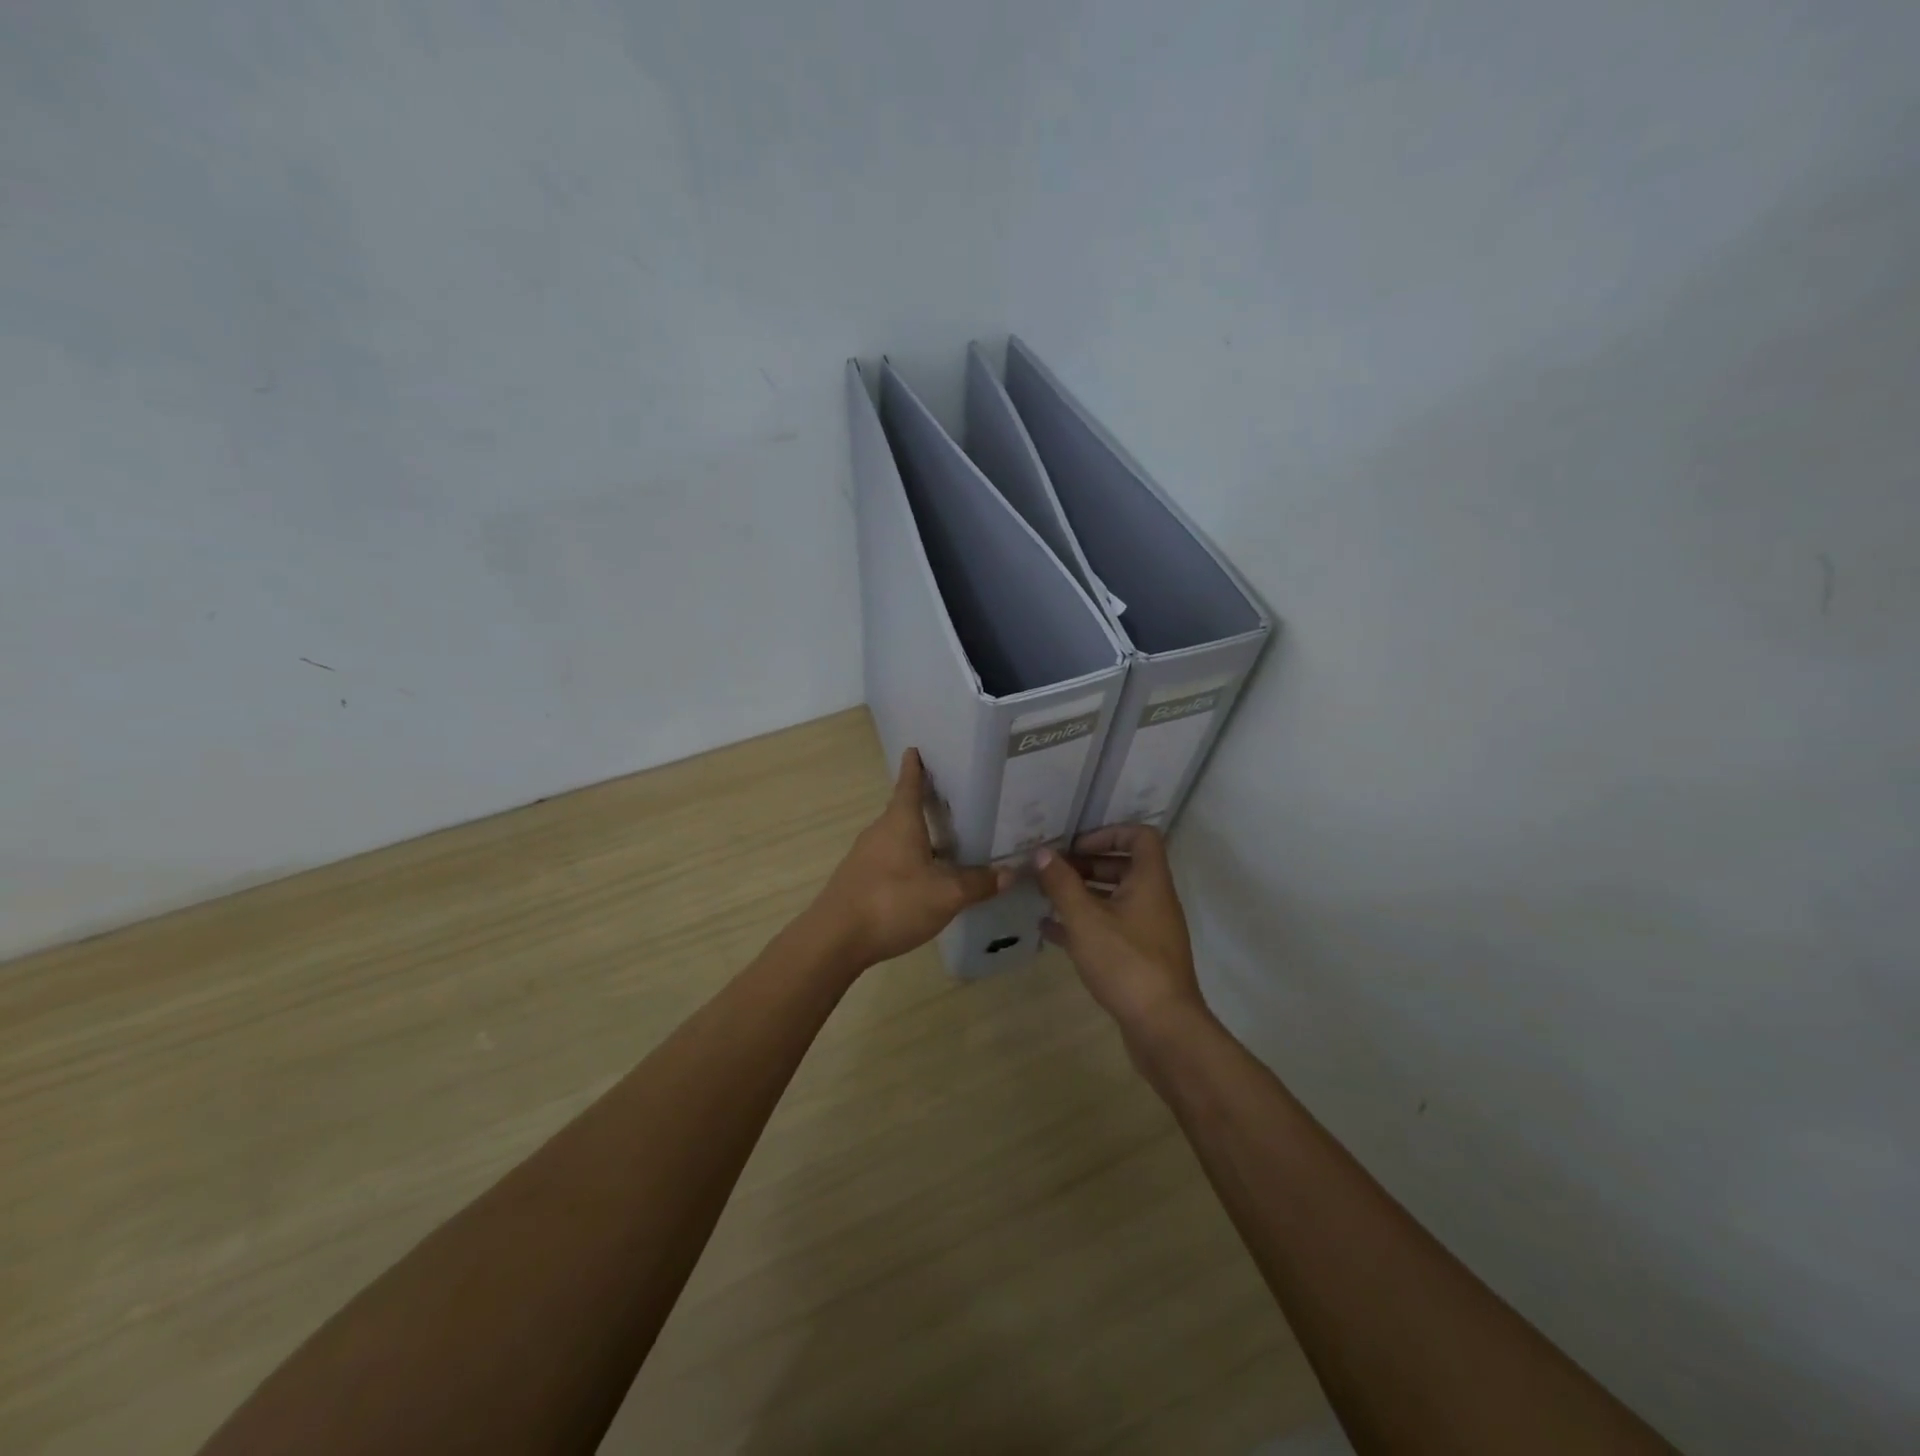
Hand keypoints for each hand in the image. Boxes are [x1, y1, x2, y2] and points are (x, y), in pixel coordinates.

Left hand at [808, 748, 1010, 970]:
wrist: (835, 939)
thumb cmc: (892, 902)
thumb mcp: (945, 894)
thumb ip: (978, 883)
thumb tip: (1010, 873)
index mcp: (900, 822)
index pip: (909, 785)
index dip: (915, 767)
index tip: (915, 749)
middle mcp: (880, 832)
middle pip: (903, 811)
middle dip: (925, 805)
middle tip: (953, 802)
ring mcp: (865, 856)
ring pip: (897, 837)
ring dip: (917, 836)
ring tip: (946, 843)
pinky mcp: (858, 880)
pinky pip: (889, 860)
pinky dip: (908, 860)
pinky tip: (923, 878)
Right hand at [1033, 825, 1207, 1036]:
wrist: (1163, 1027)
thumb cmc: (1126, 962)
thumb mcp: (1085, 919)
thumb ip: (1062, 883)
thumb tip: (1042, 853)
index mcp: (1150, 882)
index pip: (1140, 836)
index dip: (1108, 833)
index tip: (1076, 846)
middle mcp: (1154, 900)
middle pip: (1124, 867)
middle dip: (1086, 865)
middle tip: (1053, 872)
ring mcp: (1149, 931)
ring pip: (1114, 899)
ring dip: (1082, 894)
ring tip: (1045, 897)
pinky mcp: (1141, 958)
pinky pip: (1111, 928)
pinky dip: (1084, 924)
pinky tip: (1051, 932)